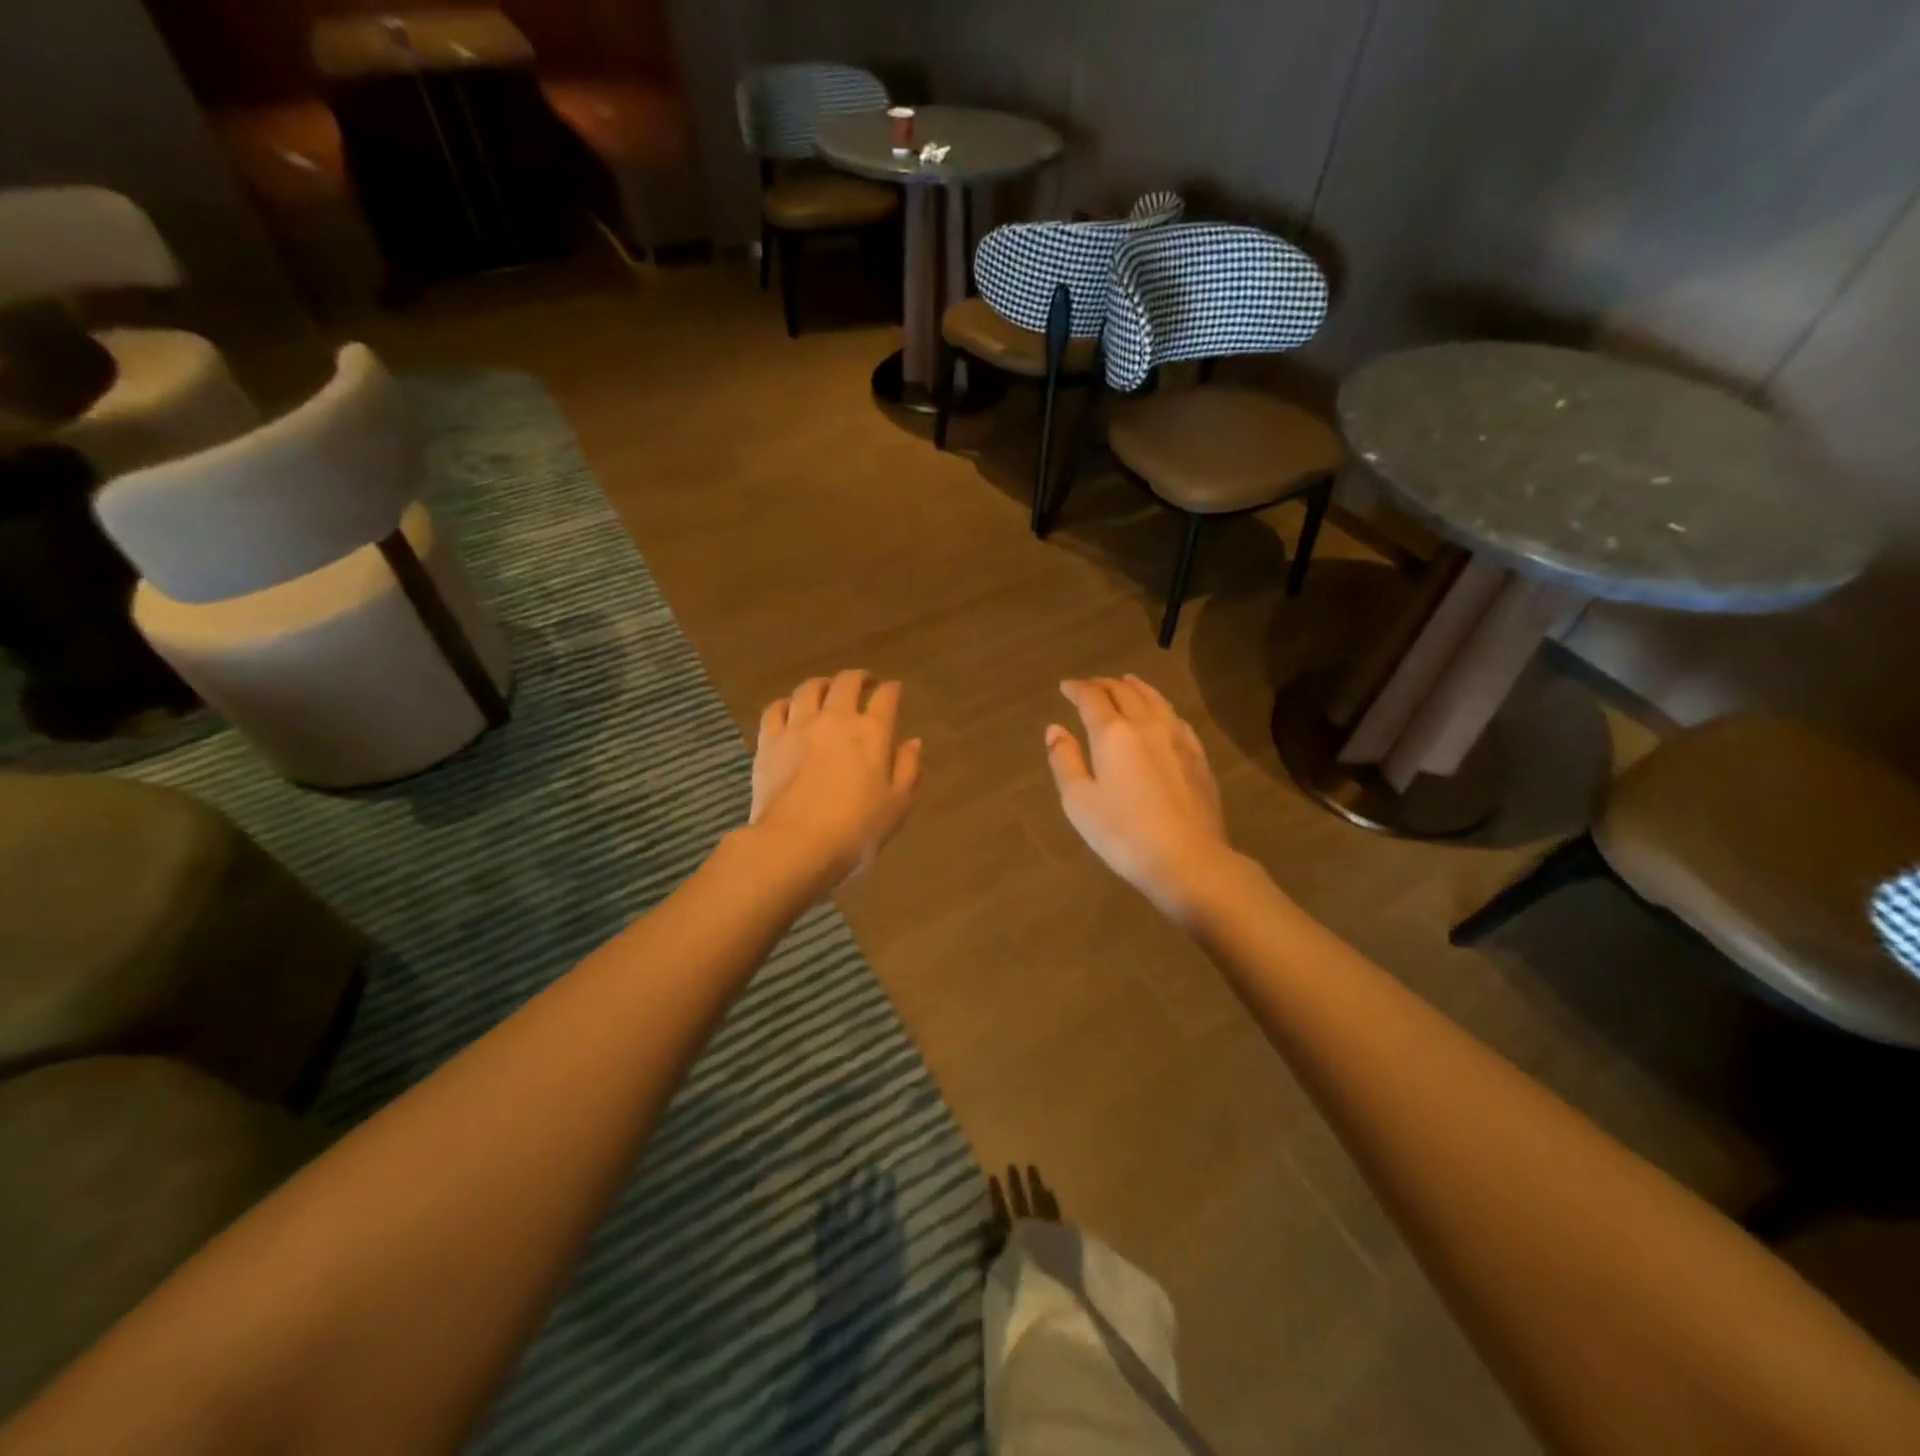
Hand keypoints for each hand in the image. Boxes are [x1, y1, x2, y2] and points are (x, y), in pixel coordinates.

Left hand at [750, 670, 921, 887]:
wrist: (794, 844)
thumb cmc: (855, 830)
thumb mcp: (897, 806)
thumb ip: (908, 769)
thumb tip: (913, 742)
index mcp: (872, 732)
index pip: (886, 697)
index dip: (892, 690)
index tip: (894, 690)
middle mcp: (835, 719)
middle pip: (846, 682)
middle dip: (858, 678)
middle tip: (864, 683)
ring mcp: (798, 727)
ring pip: (809, 688)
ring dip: (822, 684)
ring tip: (827, 689)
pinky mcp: (769, 741)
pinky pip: (776, 709)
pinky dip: (787, 703)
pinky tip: (790, 709)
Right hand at [1045, 675, 1236, 921]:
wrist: (1188, 859)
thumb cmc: (1123, 833)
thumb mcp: (1079, 801)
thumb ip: (1064, 760)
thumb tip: (1055, 729)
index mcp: (1113, 733)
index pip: (1092, 698)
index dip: (1077, 689)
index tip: (1066, 687)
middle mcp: (1146, 725)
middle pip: (1124, 692)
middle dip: (1104, 685)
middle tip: (1090, 686)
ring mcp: (1177, 738)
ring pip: (1154, 699)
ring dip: (1135, 687)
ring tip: (1126, 683)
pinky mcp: (1197, 756)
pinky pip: (1175, 717)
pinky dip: (1159, 706)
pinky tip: (1160, 713)